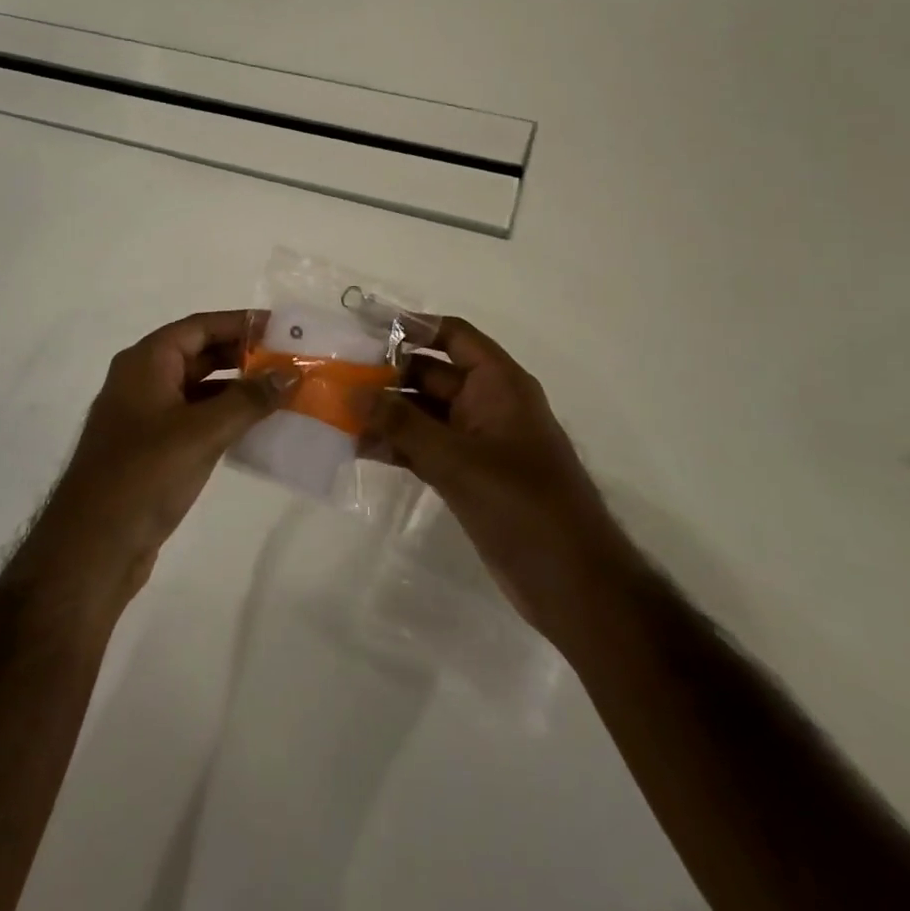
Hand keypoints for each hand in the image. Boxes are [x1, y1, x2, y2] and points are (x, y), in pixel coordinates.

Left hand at [24, 311, 293, 607]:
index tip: (282, 328)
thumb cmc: (144, 475)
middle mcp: (143, 380)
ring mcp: (145, 416)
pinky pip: (194, 419)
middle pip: (200, 354)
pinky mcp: (151, 449)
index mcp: (146, 362)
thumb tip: (291, 372)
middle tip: (290, 361)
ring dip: (238, 390)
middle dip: (244, 356)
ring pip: (199, 389)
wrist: (92, 547)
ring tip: (283, 393)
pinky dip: (224, 418)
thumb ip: (249, 399)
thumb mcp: (202, 432)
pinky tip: (256, 429)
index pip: (200, 327)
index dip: (241, 323)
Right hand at [363, 318, 621, 624]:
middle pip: (430, 374)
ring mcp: (477, 442)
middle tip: (336, 378)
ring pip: (423, 414)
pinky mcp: (468, 476)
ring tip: (337, 415)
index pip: (452, 336)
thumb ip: (402, 425)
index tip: (364, 327)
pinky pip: (424, 448)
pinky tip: (359, 449)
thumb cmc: (523, 506)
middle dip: (386, 375)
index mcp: (499, 384)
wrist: (573, 584)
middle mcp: (487, 404)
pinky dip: (396, 446)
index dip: (411, 326)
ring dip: (385, 414)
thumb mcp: (457, 460)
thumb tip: (353, 393)